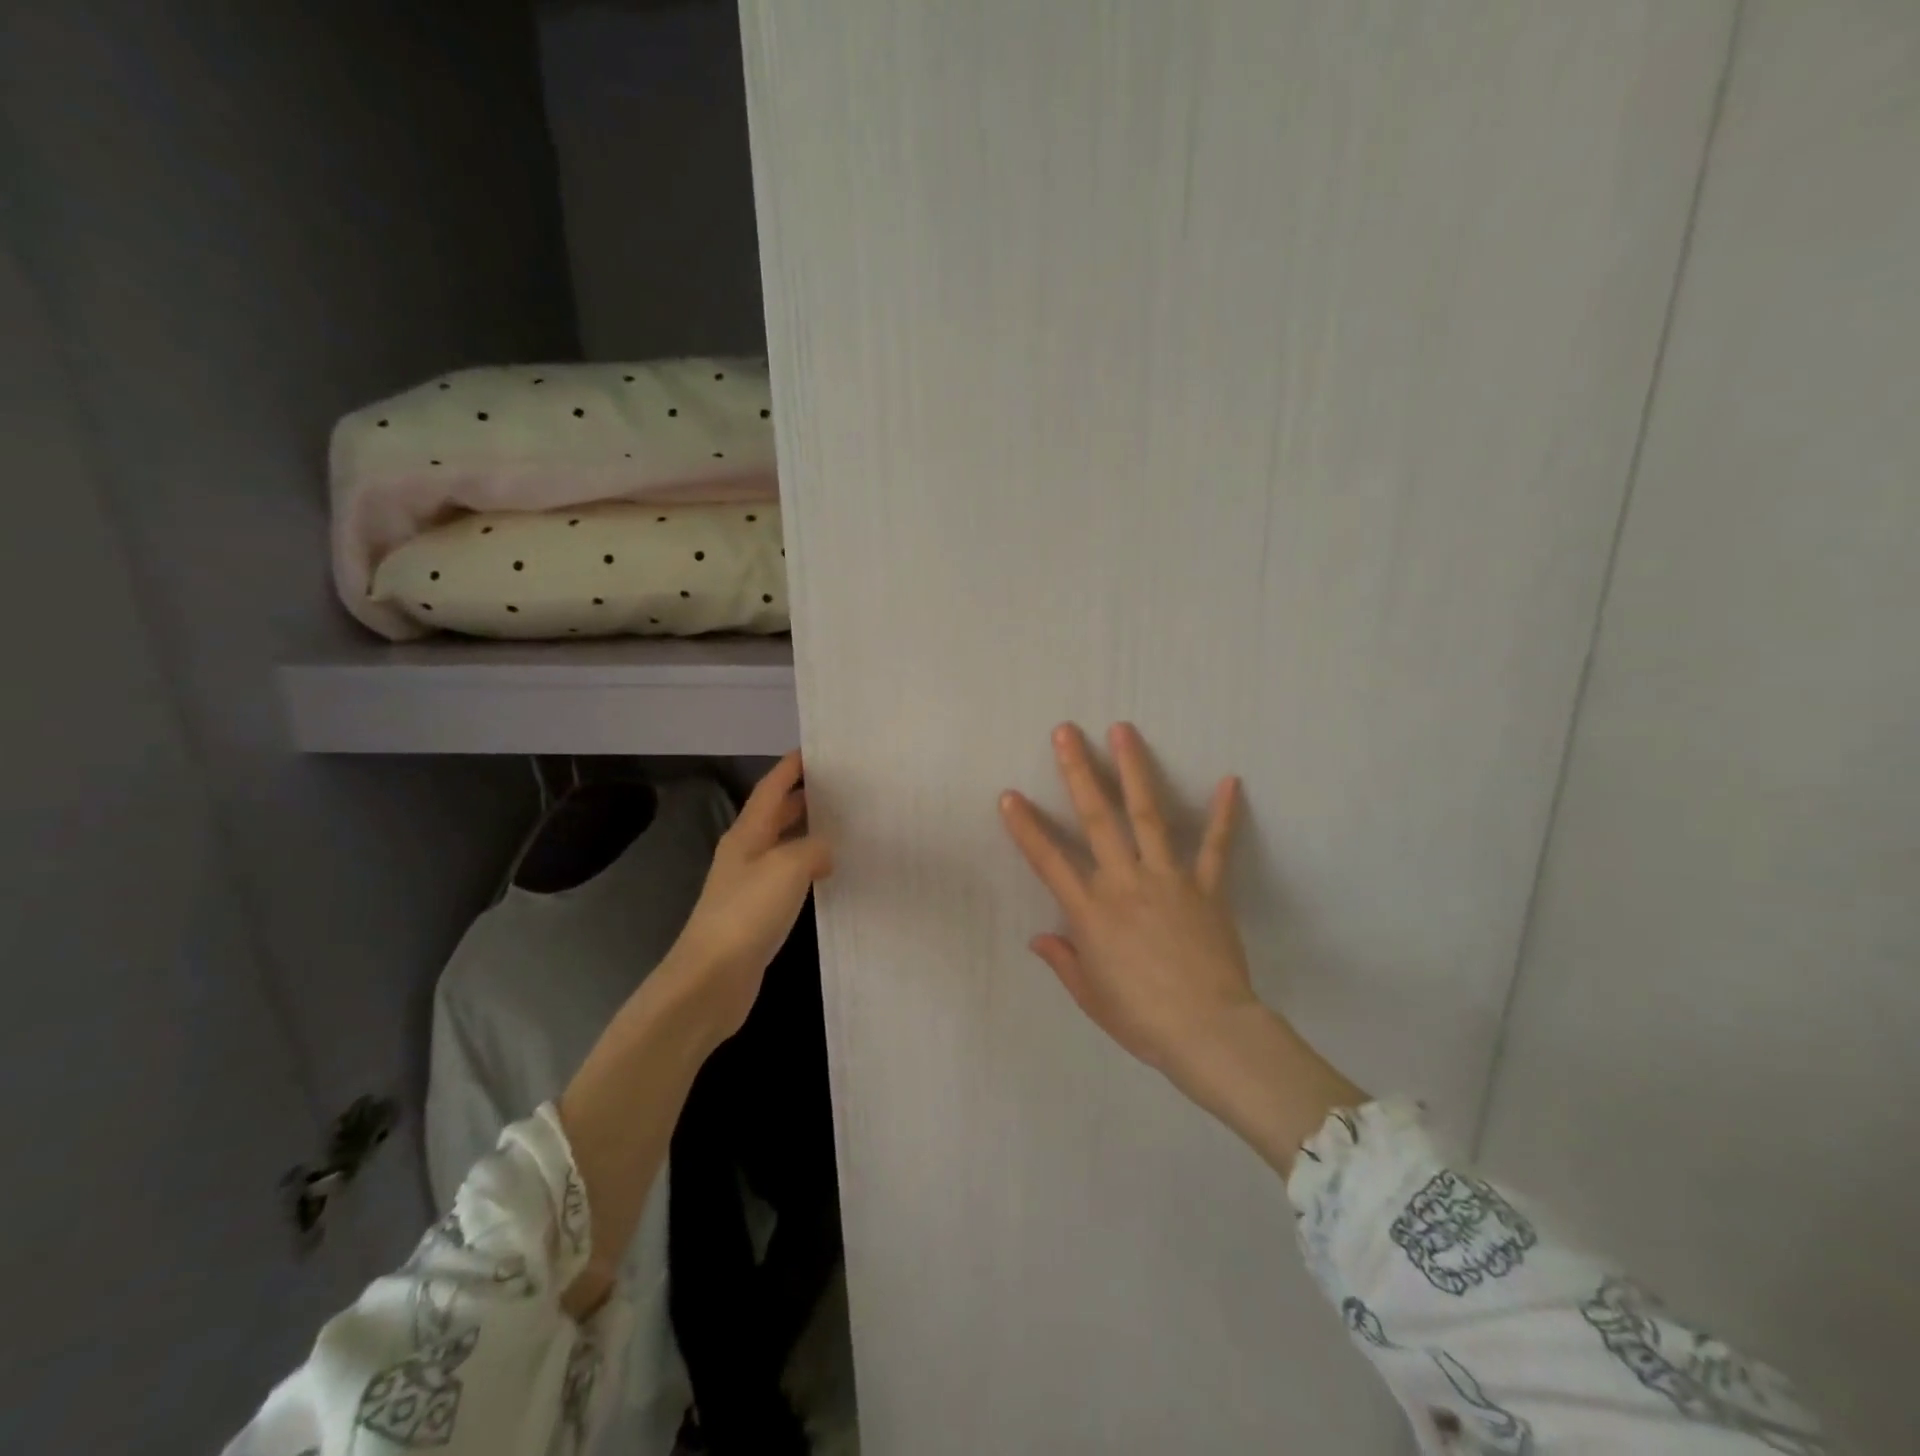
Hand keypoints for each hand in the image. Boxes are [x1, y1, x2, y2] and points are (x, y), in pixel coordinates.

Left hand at [663, 751, 833, 1043]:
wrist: (712, 978)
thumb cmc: (747, 913)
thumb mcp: (788, 868)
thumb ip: (813, 849)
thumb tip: (825, 851)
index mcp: (747, 833)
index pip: (770, 788)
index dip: (791, 767)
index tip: (816, 751)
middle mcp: (745, 853)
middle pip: (776, 814)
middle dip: (804, 797)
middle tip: (842, 787)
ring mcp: (749, 884)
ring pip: (783, 846)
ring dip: (808, 833)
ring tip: (844, 824)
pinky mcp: (756, 913)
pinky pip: (787, 878)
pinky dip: (808, 868)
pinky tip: (828, 874)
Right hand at [1000, 723, 1366, 1173]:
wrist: (1208, 1032)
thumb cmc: (1142, 1019)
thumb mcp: (1091, 996)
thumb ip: (1063, 961)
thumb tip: (1039, 938)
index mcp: (1091, 912)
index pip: (1049, 861)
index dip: (1026, 828)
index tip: (1009, 795)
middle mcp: (1124, 883)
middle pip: (1096, 819)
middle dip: (1078, 772)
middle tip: (1066, 732)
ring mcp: (1168, 880)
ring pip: (1148, 816)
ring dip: (1134, 770)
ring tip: (1124, 731)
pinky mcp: (1207, 888)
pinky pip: (1216, 847)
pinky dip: (1223, 814)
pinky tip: (1229, 780)